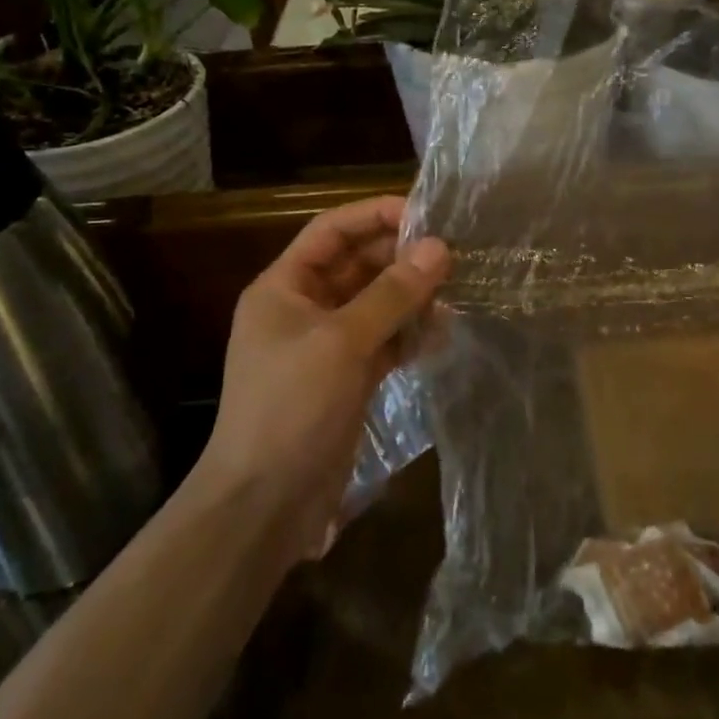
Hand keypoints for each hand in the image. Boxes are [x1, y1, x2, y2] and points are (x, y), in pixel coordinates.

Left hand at [199, 197, 448, 556]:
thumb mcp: (342, 342)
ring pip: (375, 303)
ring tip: (454, 291)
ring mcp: (325, 345)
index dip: (375, 215)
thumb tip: (439, 247)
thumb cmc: (292, 407)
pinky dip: (409, 334)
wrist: (264, 505)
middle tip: (451, 255)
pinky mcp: (346, 378)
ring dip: (410, 297)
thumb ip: (392, 293)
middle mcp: (303, 308)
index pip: (332, 231)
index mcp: (284, 287)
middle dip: (400, 258)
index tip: (425, 213)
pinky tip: (441, 333)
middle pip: (357, 265)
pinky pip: (383, 341)